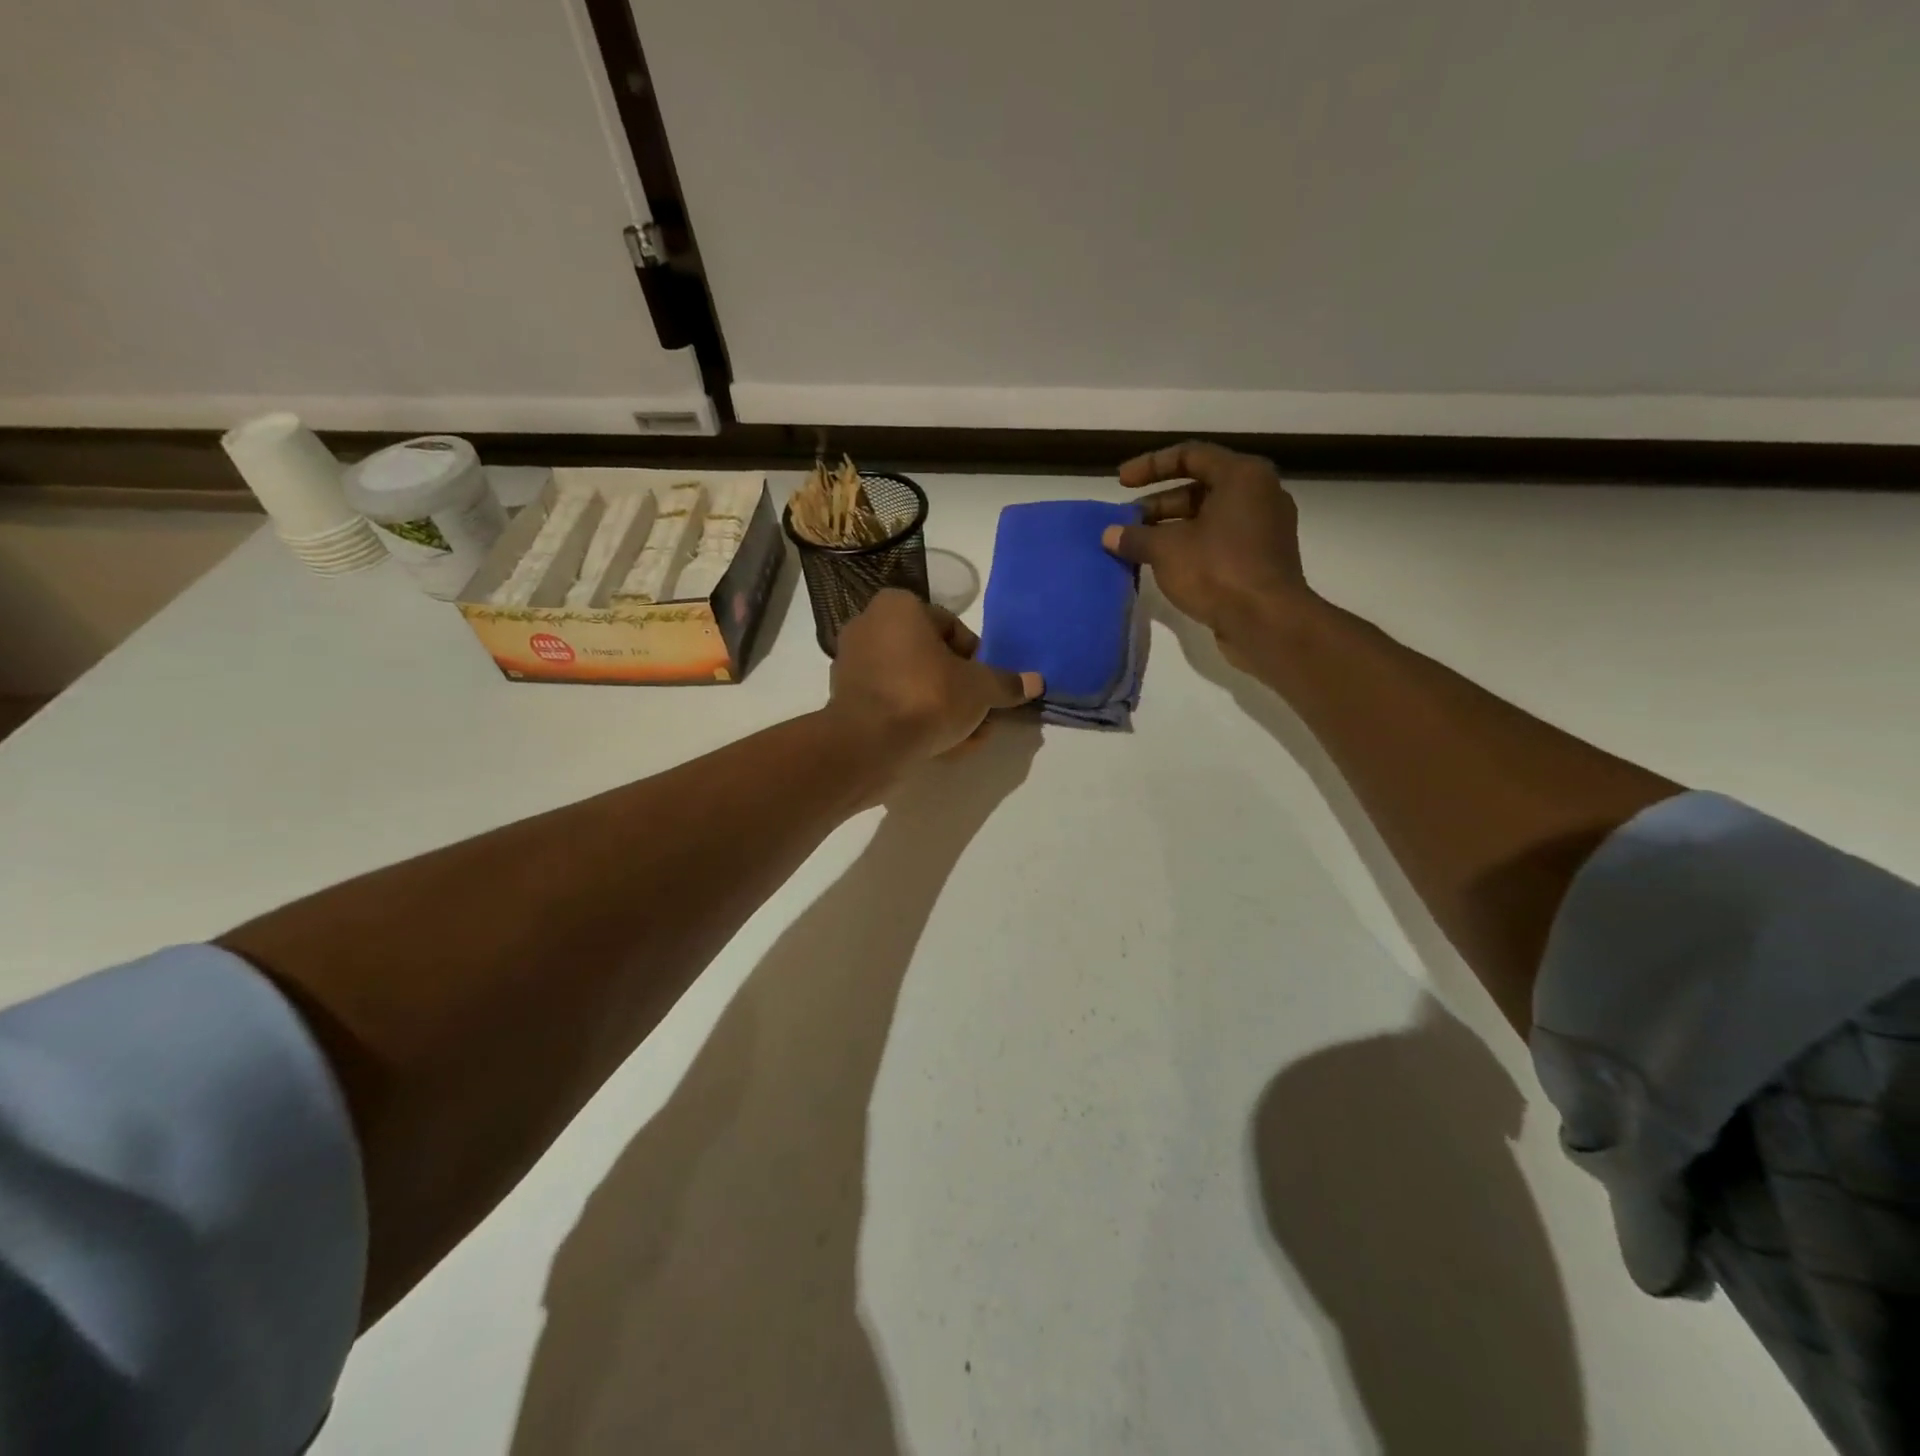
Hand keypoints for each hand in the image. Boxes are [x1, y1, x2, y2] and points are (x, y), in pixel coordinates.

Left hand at [829, 590, 1042, 760]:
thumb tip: (1036, 682)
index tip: (988, 686)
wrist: (868, 745)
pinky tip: (943, 747)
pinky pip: (892, 705)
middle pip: (930, 658)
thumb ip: (1006, 684)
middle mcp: (869, 627)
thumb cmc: (927, 697)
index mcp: (898, 607)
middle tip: (982, 715)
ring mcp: (853, 666)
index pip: (950, 626)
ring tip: (969, 737)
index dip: (976, 658)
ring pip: (912, 685)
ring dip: (944, 709)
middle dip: (961, 689)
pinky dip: (916, 721)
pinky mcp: (846, 701)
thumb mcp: (979, 689)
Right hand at [1100, 441, 1313, 667]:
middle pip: (1200, 487)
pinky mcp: (1262, 560)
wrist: (1267, 622)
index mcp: (1242, 476)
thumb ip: (1135, 537)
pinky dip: (1191, 546)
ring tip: (1139, 546)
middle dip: (1158, 504)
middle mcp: (1259, 494)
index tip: (1121, 482)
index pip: (1190, 455)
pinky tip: (1164, 566)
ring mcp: (1264, 528)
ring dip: (1171, 528)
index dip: (1150, 466)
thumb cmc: (1217, 570)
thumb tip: (1109, 535)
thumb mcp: (1166, 550)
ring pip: (1209, 517)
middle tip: (1127, 522)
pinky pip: (1220, 541)